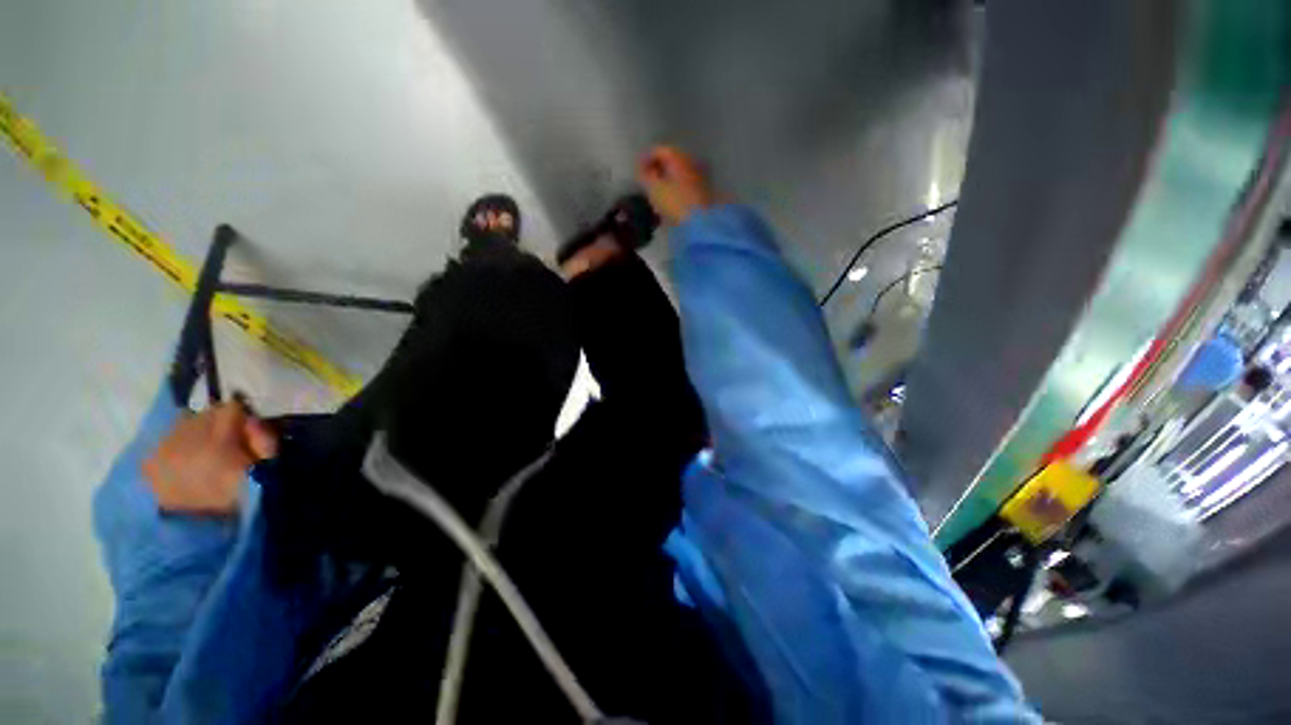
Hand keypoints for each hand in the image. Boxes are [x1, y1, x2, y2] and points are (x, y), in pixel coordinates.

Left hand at [143, 400, 277, 514]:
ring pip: (183, 424)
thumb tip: (253, 421)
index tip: (248, 432)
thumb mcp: (267, 470)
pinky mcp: (148, 463)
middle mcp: (184, 441)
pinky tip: (185, 460)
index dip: (243, 418)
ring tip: (206, 452)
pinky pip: (165, 440)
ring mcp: (161, 452)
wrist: (198, 536)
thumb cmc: (240, 501)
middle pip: (204, 414)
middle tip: (228, 442)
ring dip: (196, 432)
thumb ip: (265, 441)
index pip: (230, 409)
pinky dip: (178, 444)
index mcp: (217, 443)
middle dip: (217, 424)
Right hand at [636, 146, 715, 224]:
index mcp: (678, 157)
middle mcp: (691, 162)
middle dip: (657, 169)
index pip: (659, 150)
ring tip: (656, 193)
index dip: (646, 158)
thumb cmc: (674, 202)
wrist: (701, 222)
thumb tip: (641, 169)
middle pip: (671, 160)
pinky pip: (685, 185)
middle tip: (646, 181)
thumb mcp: (654, 189)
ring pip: (679, 173)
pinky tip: (669, 200)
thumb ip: (645, 176)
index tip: (637, 171)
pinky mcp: (704, 192)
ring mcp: (700, 177)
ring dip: (667, 179)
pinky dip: (675, 188)